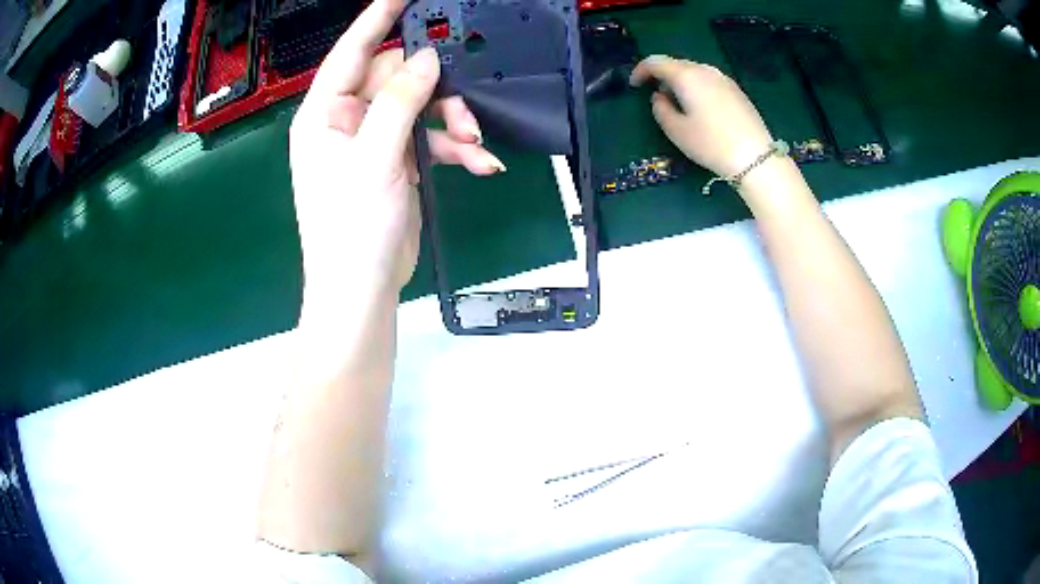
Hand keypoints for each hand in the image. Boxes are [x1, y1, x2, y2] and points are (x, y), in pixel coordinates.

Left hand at [289, 0, 503, 316]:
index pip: (352, 52)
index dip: (377, 19)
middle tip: (464, 112)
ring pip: (420, 107)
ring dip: (452, 122)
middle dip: (436, 92)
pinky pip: (428, 137)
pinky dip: (454, 146)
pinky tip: (479, 162)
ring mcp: (372, 140)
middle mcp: (346, 120)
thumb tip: (425, 60)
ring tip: (475, 144)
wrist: (361, 287)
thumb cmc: (350, 228)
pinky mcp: (395, 160)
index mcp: (325, 114)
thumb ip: (399, 103)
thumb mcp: (375, 158)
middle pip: (398, 79)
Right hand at [629, 55, 774, 179]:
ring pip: (694, 72)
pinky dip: (697, 87)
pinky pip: (709, 81)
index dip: (640, 70)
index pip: (656, 62)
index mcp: (686, 76)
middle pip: (676, 64)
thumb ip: (660, 109)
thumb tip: (659, 97)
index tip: (634, 85)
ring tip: (678, 103)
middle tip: (656, 96)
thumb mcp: (676, 131)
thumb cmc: (711, 144)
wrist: (755, 157)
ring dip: (681, 82)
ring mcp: (723, 79)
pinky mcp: (737, 90)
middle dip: (662, 76)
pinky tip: (700, 108)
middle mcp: (705, 70)